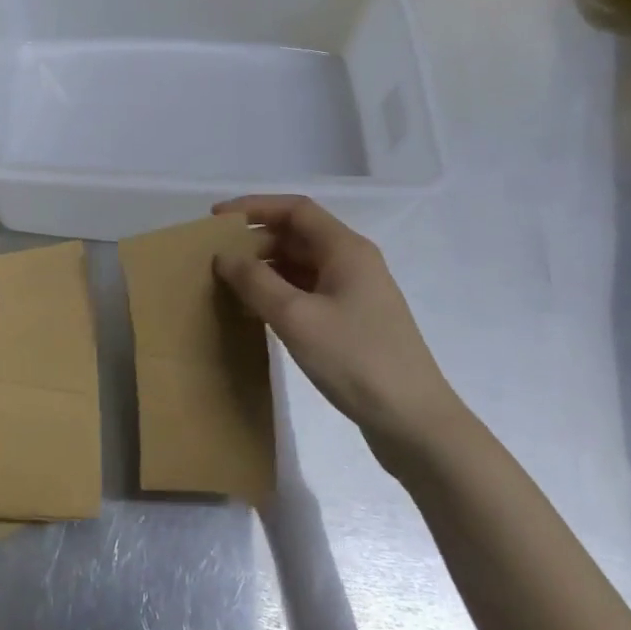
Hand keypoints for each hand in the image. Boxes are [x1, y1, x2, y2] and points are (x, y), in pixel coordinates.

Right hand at [214, 196, 461, 459]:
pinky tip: (256, 313)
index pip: (295, 209)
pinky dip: (279, 294)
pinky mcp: (352, 322)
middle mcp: (352, 263)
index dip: (253, 207)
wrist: (414, 422)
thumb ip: (256, 282)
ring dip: (265, 270)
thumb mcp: (297, 318)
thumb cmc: (356, 359)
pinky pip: (308, 292)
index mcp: (346, 249)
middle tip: (216, 259)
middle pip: (297, 235)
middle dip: (255, 241)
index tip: (217, 221)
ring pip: (301, 266)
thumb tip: (225, 257)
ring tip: (228, 285)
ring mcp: (355, 293)